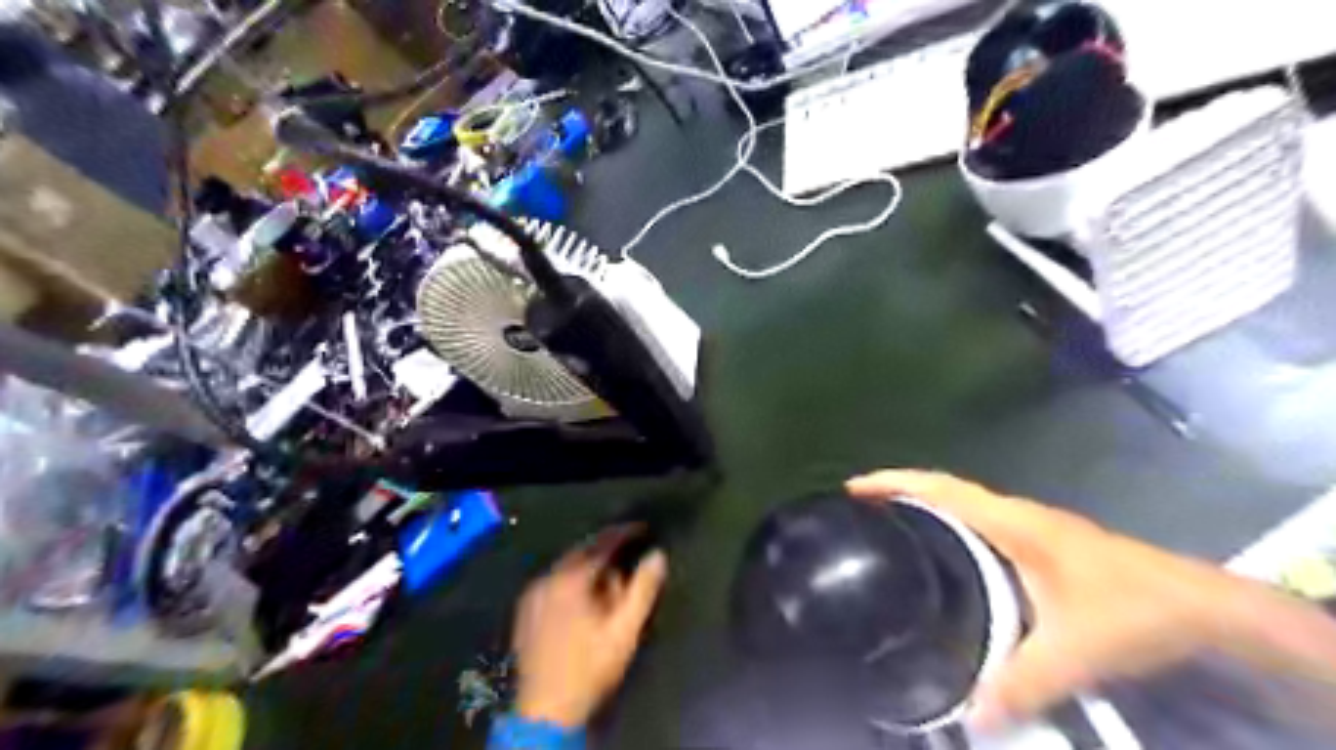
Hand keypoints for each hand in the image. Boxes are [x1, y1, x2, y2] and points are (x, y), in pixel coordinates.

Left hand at [512, 528, 666, 726]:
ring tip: (610, 578)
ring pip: (566, 567)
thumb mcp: (624, 630)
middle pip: (581, 552)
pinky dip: (571, 580)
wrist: (545, 711)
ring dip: (589, 566)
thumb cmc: (590, 667)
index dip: (624, 533)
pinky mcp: (526, 610)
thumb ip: (642, 589)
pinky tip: (584, 597)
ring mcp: (533, 594)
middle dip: (605, 549)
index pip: (602, 543)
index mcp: (571, 579)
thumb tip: (657, 555)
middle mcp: (547, 578)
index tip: (643, 528)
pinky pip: (553, 582)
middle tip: (628, 553)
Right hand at [850, 471, 1334, 729]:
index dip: (895, 481)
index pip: (941, 488)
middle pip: (945, 489)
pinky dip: (951, 525)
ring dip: (925, 506)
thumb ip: (1022, 682)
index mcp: (1012, 522)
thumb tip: (970, 717)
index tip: (854, 487)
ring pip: (964, 505)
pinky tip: (945, 556)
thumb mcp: (1073, 650)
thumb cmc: (1132, 610)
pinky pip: (980, 523)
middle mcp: (1015, 515)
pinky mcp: (1043, 543)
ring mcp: (1031, 526)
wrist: (1203, 606)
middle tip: (860, 511)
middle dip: (900, 490)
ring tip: (890, 528)